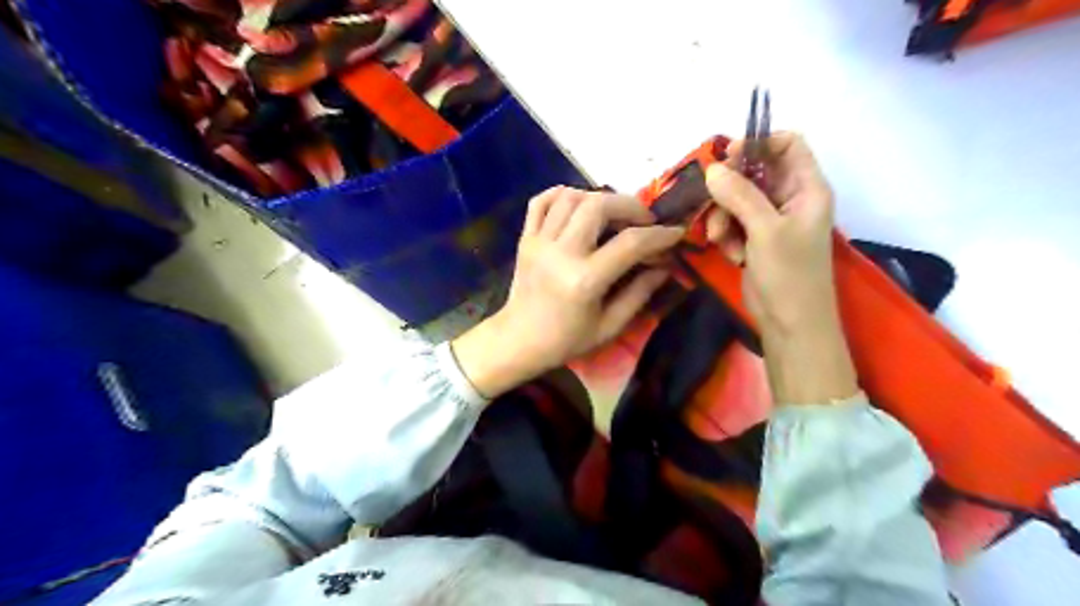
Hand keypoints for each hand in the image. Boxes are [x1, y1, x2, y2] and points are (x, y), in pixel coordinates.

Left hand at [453, 188, 678, 400]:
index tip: (675, 232)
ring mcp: (539, 242)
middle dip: (630, 205)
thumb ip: (640, 293)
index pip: (630, 243)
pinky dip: (562, 194)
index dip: (659, 235)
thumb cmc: (566, 341)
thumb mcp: (609, 326)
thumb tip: (665, 266)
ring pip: (571, 197)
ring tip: (613, 214)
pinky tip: (579, 204)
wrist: (518, 341)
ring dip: (599, 198)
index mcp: (584, 280)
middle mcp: (561, 253)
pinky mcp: (525, 238)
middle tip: (644, 219)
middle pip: (598, 205)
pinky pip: (540, 201)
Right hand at [707, 133, 838, 335]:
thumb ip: (739, 195)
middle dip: (730, 188)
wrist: (789, 323)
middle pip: (755, 172)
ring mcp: (771, 220)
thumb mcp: (765, 230)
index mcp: (807, 188)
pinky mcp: (756, 239)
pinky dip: (727, 234)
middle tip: (713, 202)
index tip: (728, 156)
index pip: (788, 145)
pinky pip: (733, 222)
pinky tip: (731, 254)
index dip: (760, 144)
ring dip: (723, 216)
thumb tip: (712, 168)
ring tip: (721, 239)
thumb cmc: (789, 274)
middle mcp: (790, 198)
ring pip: (737, 198)